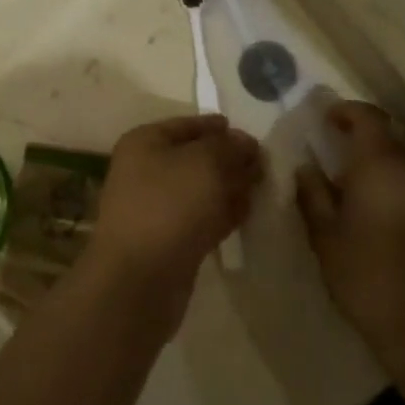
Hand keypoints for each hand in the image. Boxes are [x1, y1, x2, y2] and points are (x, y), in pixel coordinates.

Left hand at [89, 114, 264, 331]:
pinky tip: (246, 215)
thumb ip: (231, 147)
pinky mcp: (168, 240)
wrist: (139, 279)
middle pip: (197, 157)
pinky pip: (201, 218)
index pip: (190, 125)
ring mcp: (156, 207)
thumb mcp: (207, 162)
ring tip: (262, 190)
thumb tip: (245, 142)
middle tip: (264, 167)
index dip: (221, 129)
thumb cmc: (170, 206)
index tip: (254, 138)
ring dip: (229, 188)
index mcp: (146, 142)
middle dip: (230, 161)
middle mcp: (147, 170)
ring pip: (201, 189)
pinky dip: (222, 214)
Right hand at [295, 102, 404, 378]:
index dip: (347, 111)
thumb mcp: (325, 237)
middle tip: (338, 161)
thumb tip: (306, 167)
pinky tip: (389, 219)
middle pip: (390, 139)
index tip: (328, 120)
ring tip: (362, 192)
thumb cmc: (366, 276)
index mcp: (381, 164)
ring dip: (385, 169)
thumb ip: (313, 194)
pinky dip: (403, 191)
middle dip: (363, 143)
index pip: (368, 117)